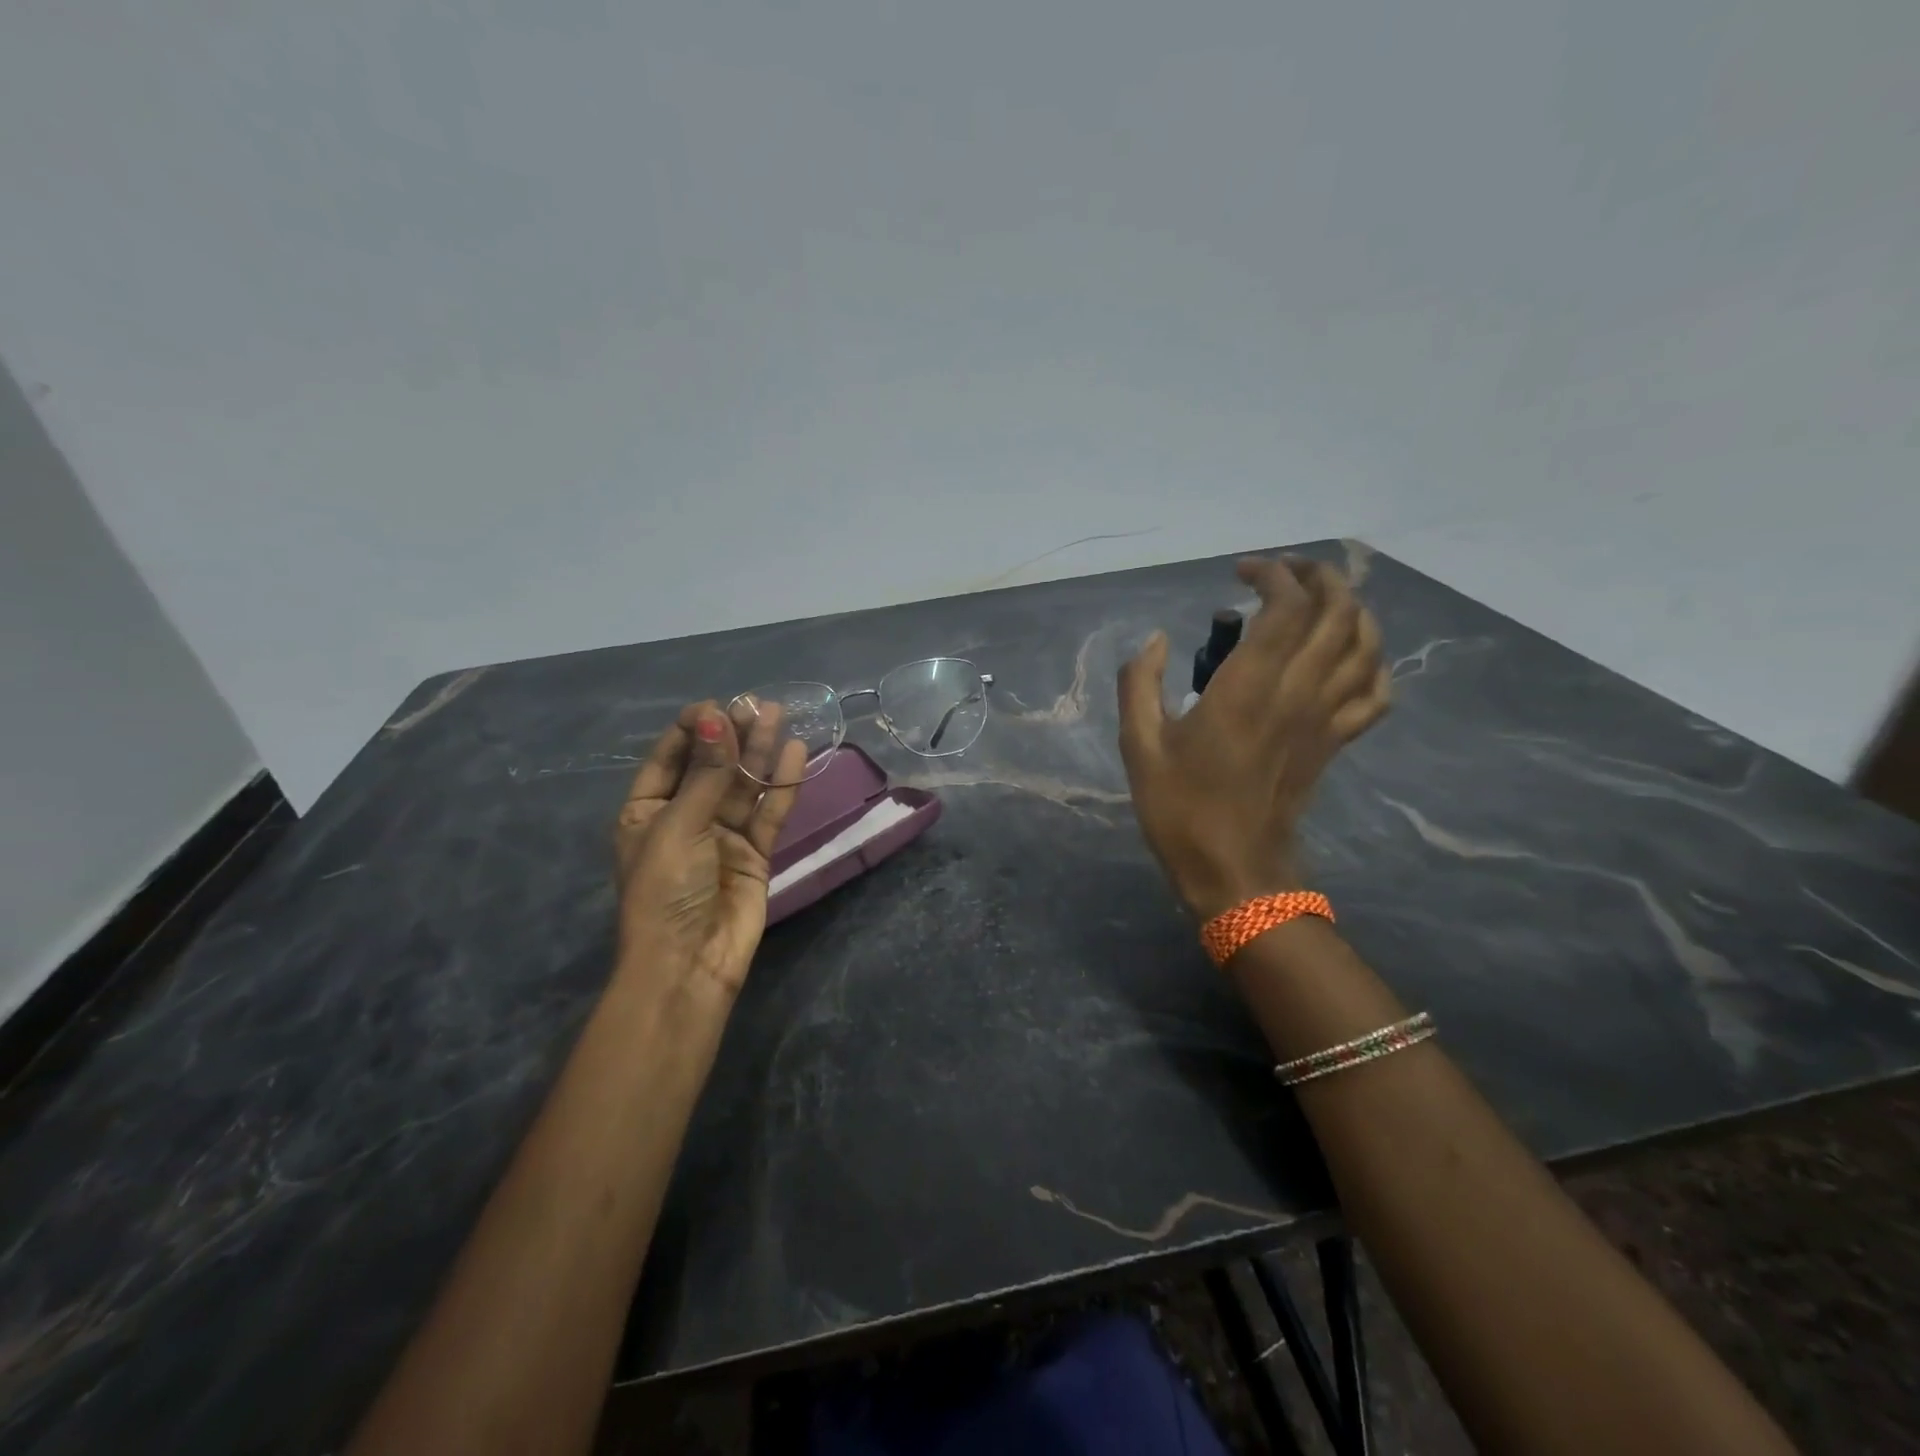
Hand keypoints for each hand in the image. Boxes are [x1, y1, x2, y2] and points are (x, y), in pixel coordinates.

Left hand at [613, 701, 805, 997]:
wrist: (689, 964)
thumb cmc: (664, 891)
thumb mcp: (677, 826)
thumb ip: (705, 774)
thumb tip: (717, 718)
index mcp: (646, 811)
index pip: (670, 758)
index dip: (693, 729)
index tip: (717, 706)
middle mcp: (684, 818)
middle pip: (711, 767)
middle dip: (732, 735)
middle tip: (757, 704)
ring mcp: (722, 836)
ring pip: (743, 785)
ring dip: (759, 752)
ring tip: (778, 714)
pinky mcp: (755, 853)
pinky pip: (768, 812)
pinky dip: (781, 785)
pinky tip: (795, 754)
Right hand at [1117, 557, 1391, 920]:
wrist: (1233, 871)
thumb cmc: (1180, 809)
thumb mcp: (1139, 745)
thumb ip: (1139, 683)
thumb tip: (1154, 640)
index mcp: (1248, 688)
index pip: (1286, 607)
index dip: (1272, 575)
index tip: (1241, 572)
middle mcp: (1298, 692)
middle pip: (1337, 612)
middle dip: (1318, 577)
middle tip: (1284, 572)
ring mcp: (1325, 718)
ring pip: (1365, 644)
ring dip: (1350, 608)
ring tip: (1319, 600)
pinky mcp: (1335, 743)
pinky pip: (1376, 692)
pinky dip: (1373, 663)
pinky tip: (1350, 656)